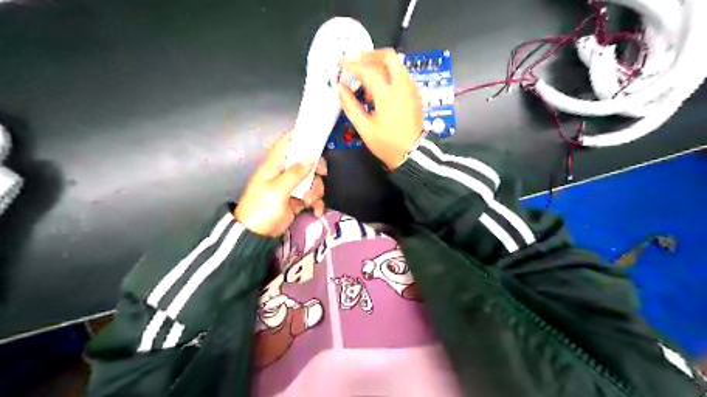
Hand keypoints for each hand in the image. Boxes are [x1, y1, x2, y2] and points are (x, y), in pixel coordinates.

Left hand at [234, 131, 328, 236]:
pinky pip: (311, 196)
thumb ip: (294, 173)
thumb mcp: (277, 190)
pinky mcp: (296, 201)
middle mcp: (283, 173)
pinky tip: (315, 211)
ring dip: (315, 190)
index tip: (316, 136)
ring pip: (311, 180)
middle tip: (322, 173)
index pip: (286, 143)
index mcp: (274, 165)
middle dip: (316, 167)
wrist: (255, 234)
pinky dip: (316, 203)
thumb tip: (310, 158)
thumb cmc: (261, 208)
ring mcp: (291, 187)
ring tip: (309, 201)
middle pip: (305, 161)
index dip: (300, 136)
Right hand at [338, 46, 421, 168]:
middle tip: (356, 61)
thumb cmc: (389, 144)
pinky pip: (401, 74)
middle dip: (370, 55)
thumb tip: (340, 89)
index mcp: (388, 95)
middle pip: (388, 56)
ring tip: (366, 79)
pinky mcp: (414, 94)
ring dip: (379, 64)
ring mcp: (411, 89)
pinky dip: (389, 73)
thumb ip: (351, 106)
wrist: (413, 153)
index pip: (368, 69)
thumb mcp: (365, 128)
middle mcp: (402, 86)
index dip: (352, 65)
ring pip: (396, 64)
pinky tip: (379, 88)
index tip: (341, 64)